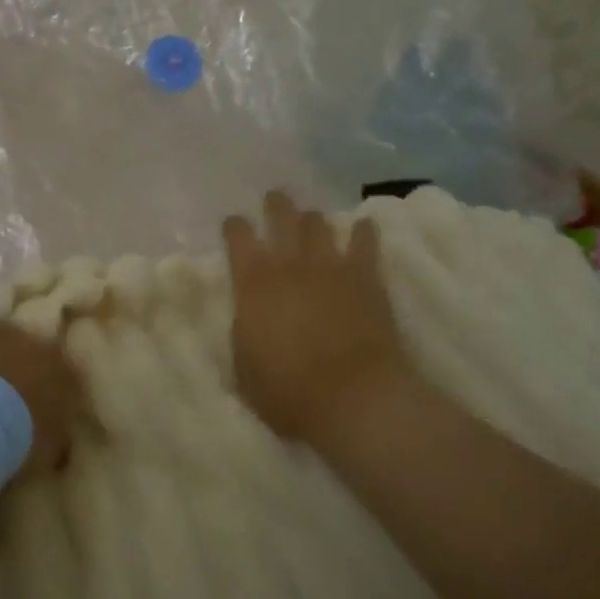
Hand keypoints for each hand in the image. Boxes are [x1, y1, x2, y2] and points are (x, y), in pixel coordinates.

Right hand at [223, 191, 417, 445]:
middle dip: (276, 205)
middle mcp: (289, 264)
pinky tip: (364, 225)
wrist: (353, 397)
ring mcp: (330, 266)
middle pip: (282, 217)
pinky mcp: (366, 277)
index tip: (234, 224)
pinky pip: (365, 242)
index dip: (234, 226)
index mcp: (253, 284)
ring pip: (319, 223)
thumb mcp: (244, 369)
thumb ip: (243, 335)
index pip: (238, 238)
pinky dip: (363, 231)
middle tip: (275, 201)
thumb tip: (246, 320)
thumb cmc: (289, 392)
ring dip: (313, 219)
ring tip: (312, 219)